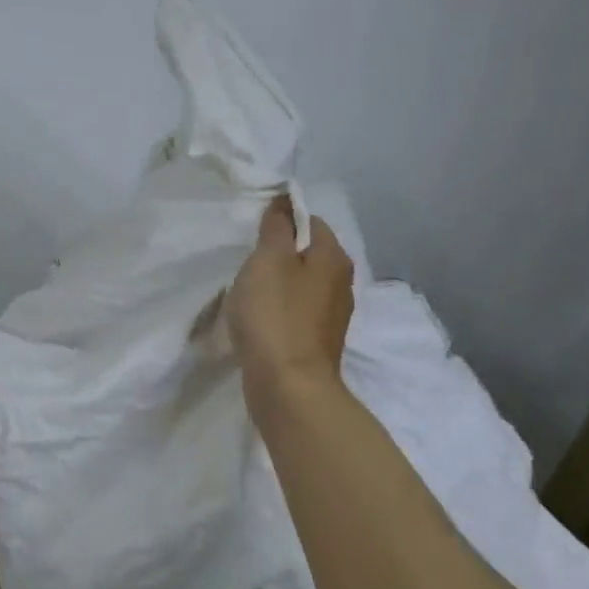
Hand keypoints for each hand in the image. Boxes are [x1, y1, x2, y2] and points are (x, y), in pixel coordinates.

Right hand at [226, 196, 355, 394]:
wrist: (288, 385)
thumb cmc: (275, 315)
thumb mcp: (268, 260)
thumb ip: (276, 227)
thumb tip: (284, 202)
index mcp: (333, 257)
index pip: (311, 221)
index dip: (282, 221)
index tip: (253, 234)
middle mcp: (342, 283)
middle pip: (306, 254)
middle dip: (277, 255)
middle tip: (246, 264)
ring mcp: (331, 315)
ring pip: (300, 285)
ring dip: (276, 285)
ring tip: (247, 294)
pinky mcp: (317, 341)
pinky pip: (295, 313)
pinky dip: (278, 311)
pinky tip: (258, 321)